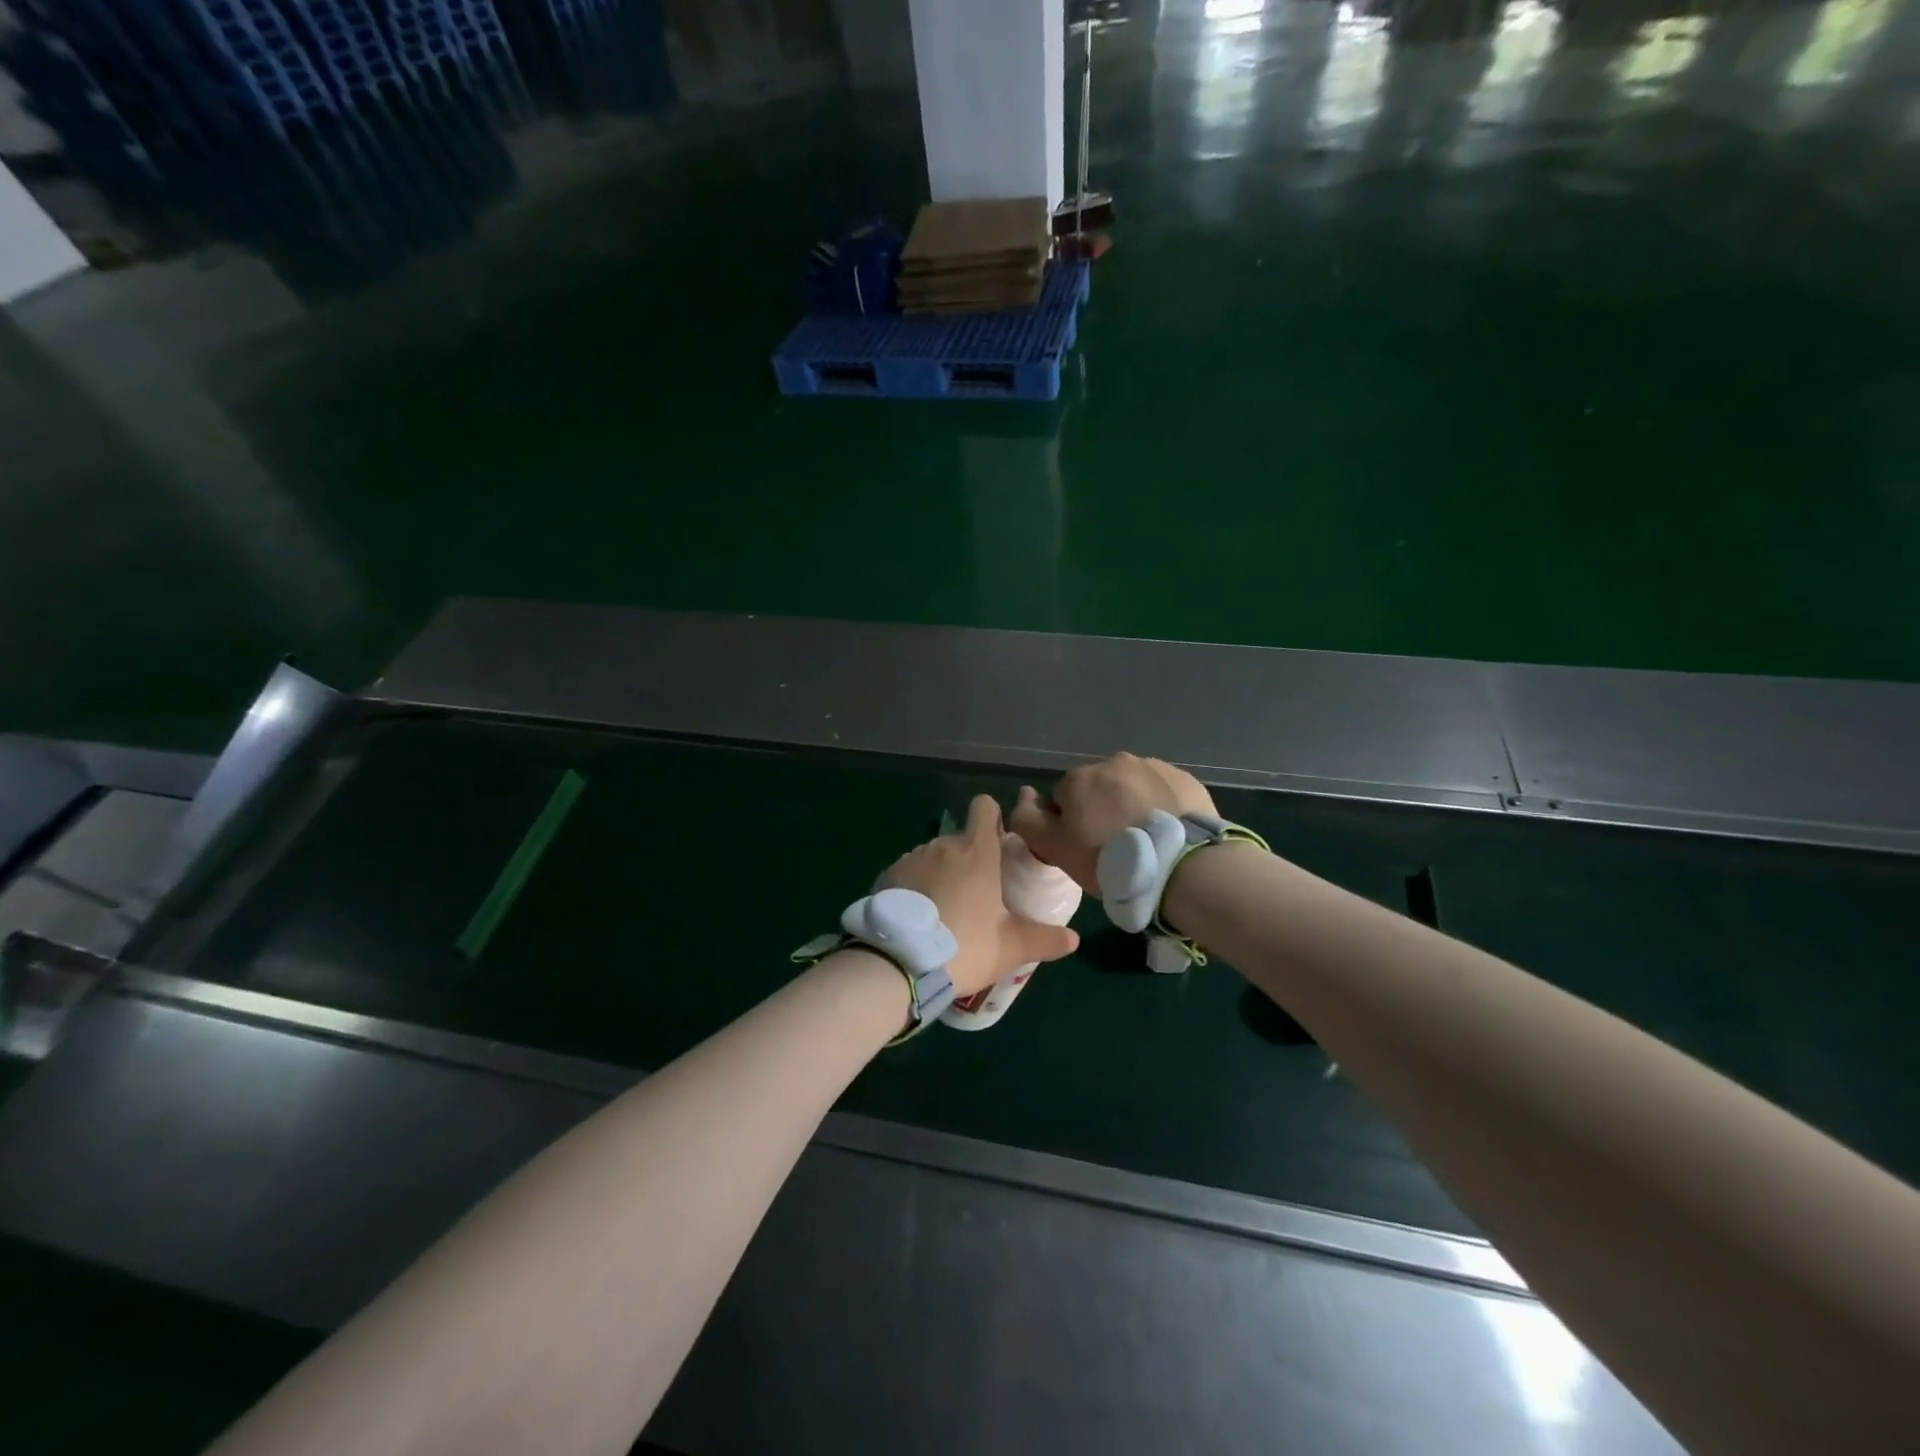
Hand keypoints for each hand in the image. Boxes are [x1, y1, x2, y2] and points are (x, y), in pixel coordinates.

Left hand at [882, 795, 1079, 996]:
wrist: (897, 963)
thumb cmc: (964, 946)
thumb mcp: (1011, 948)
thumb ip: (1045, 940)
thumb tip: (1073, 939)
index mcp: (976, 851)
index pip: (984, 807)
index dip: (993, 818)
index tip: (999, 843)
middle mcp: (943, 845)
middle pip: (961, 840)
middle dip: (970, 860)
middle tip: (978, 896)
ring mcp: (911, 859)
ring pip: (934, 856)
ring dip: (942, 874)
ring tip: (946, 911)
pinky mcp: (887, 877)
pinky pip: (909, 874)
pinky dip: (916, 888)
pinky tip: (919, 919)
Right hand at [1009, 753, 1217, 894]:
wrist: (1180, 867)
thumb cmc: (1109, 860)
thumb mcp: (1056, 849)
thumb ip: (1029, 819)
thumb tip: (1025, 794)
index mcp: (1080, 778)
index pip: (1063, 798)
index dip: (1070, 826)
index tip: (1085, 850)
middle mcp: (1115, 762)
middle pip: (1099, 789)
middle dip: (1102, 811)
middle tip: (1115, 849)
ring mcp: (1154, 767)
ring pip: (1132, 788)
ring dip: (1132, 807)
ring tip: (1145, 843)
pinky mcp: (1185, 780)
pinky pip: (1163, 792)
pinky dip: (1161, 808)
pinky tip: (1167, 835)